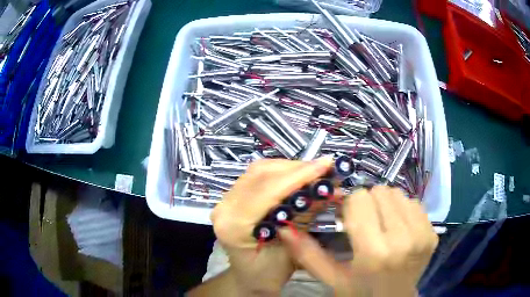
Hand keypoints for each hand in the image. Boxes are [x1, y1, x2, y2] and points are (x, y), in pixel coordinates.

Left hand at [210, 157, 333, 295]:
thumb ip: (306, 217)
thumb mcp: (293, 250)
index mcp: (234, 225)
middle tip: (324, 168)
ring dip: (289, 168)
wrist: (250, 278)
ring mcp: (226, 200)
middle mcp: (224, 207)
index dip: (299, 174)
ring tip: (314, 172)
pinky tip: (297, 176)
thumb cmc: (269, 274)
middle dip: (297, 168)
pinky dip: (281, 173)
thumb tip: (330, 188)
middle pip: (261, 174)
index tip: (326, 164)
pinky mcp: (233, 197)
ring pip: (259, 171)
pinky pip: (257, 177)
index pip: (267, 190)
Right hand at [280, 186, 438, 296]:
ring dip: (385, 204)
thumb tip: (283, 227)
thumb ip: (307, 253)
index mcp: (374, 253)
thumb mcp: (332, 278)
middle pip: (380, 192)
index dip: (349, 206)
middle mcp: (403, 240)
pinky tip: (398, 229)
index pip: (360, 199)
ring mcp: (422, 235)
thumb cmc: (360, 293)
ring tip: (382, 226)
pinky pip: (414, 203)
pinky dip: (402, 210)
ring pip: (398, 193)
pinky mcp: (433, 233)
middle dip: (367, 203)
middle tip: (365, 223)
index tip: (348, 219)